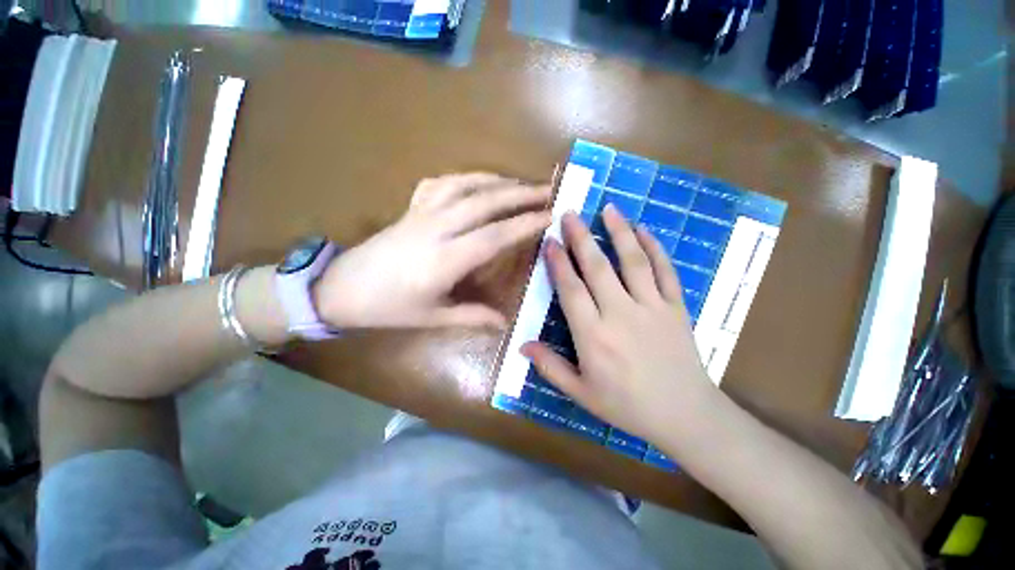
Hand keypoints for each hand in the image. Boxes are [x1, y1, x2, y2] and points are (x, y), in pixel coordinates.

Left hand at [313, 173, 550, 328]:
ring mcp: (422, 214)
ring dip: (496, 181)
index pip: (494, 236)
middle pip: (484, 203)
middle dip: (519, 194)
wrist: (340, 288)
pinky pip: (441, 184)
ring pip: (464, 186)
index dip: (524, 224)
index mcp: (444, 260)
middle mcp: (436, 229)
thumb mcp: (433, 318)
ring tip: (519, 183)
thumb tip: (505, 322)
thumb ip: (472, 316)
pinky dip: (464, 178)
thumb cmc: (388, 308)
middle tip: (547, 190)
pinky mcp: (411, 209)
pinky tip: (477, 181)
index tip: (549, 215)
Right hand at [521, 204, 719, 443]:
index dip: (558, 263)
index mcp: (594, 336)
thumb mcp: (581, 393)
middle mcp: (621, 314)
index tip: (550, 241)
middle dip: (581, 238)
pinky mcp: (676, 307)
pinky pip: (665, 271)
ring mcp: (652, 308)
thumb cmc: (627, 406)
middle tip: (570, 214)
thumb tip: (522, 345)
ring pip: (633, 261)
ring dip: (619, 232)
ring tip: (608, 208)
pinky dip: (655, 248)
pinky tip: (644, 230)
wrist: (685, 415)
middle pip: (597, 268)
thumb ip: (550, 367)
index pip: (571, 290)